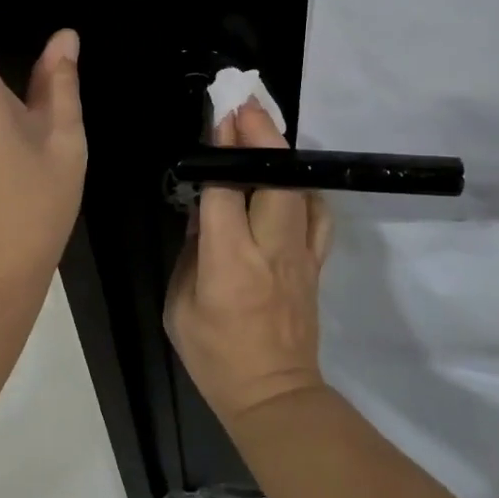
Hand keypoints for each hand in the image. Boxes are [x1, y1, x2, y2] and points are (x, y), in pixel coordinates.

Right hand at [165, 99, 334, 428]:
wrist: (273, 395)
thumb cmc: (215, 355)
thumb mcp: (180, 304)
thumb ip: (192, 251)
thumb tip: (204, 210)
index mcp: (228, 260)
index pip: (224, 190)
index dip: (221, 150)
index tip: (217, 117)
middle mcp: (269, 248)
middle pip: (273, 178)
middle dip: (260, 134)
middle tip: (244, 102)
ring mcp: (300, 255)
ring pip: (299, 190)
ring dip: (282, 153)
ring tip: (264, 127)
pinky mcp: (316, 263)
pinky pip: (318, 215)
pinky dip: (306, 188)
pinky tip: (291, 179)